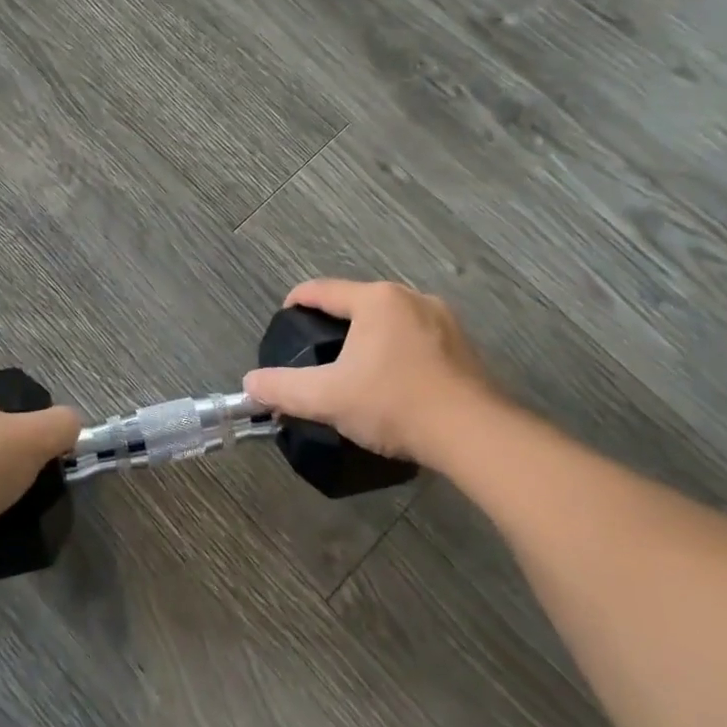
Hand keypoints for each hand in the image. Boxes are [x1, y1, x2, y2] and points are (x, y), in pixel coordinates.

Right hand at [242, 278, 499, 467]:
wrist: (475, 436)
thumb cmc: (394, 404)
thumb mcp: (327, 398)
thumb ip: (282, 388)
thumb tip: (251, 384)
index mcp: (376, 300)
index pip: (321, 290)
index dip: (296, 302)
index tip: (284, 320)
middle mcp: (411, 298)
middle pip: (357, 303)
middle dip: (334, 324)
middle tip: (317, 353)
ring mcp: (444, 321)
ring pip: (390, 321)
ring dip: (369, 338)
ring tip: (354, 368)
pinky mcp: (465, 348)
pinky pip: (417, 339)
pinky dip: (398, 353)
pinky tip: (394, 382)